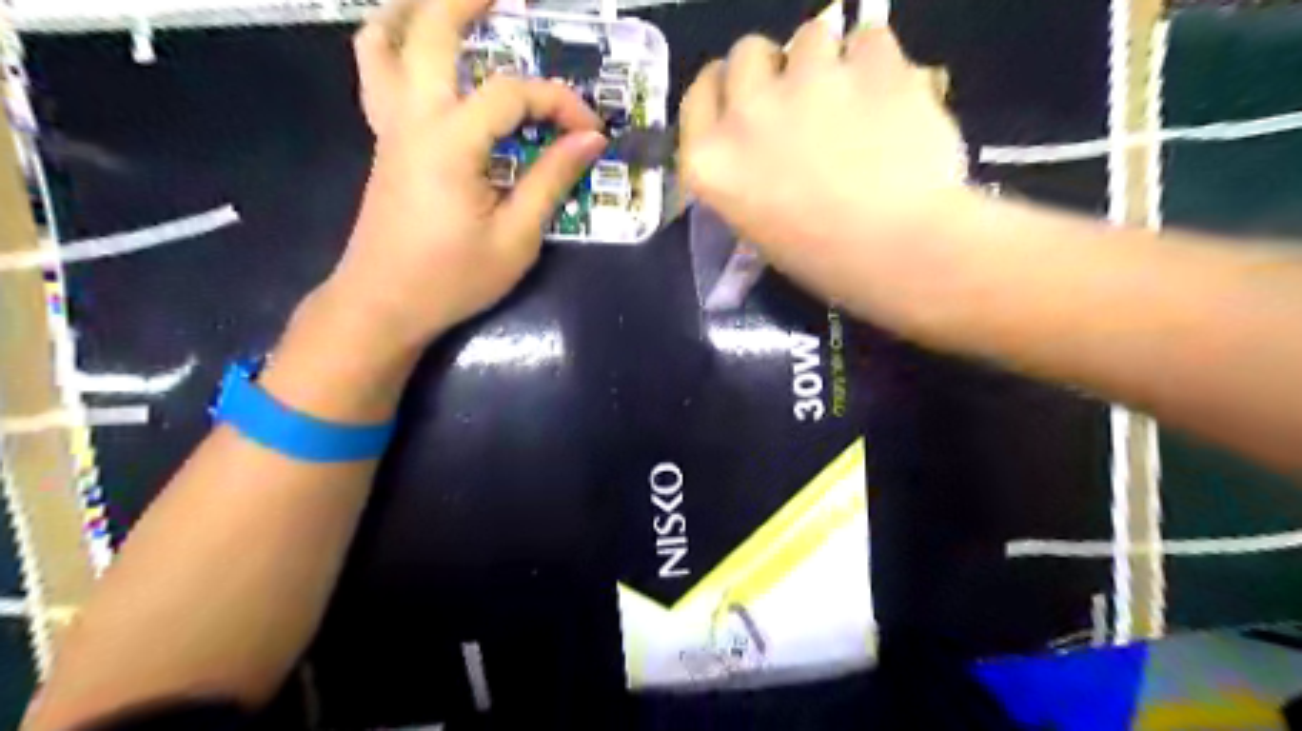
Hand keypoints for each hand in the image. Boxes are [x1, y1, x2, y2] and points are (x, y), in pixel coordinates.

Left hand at [326, 0, 610, 354]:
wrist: (382, 304)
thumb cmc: (452, 279)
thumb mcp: (516, 238)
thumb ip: (552, 180)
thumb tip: (590, 141)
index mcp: (450, 143)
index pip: (511, 94)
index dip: (559, 103)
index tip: (591, 132)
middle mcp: (412, 117)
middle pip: (428, 29)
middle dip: (468, 0)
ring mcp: (389, 125)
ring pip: (382, 39)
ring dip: (418, 11)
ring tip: (456, 10)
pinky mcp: (384, 141)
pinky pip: (377, 71)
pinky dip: (395, 44)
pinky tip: (425, 54)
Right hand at [682, 20, 976, 309]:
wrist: (899, 250)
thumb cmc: (824, 260)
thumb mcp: (756, 225)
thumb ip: (748, 172)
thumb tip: (769, 139)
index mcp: (711, 161)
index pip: (700, 94)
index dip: (726, 88)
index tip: (747, 96)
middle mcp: (747, 112)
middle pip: (747, 53)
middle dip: (771, 70)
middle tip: (801, 101)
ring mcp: (807, 81)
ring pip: (811, 36)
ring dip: (827, 62)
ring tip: (854, 101)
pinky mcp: (868, 62)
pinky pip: (868, 39)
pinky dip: (878, 63)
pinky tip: (891, 98)